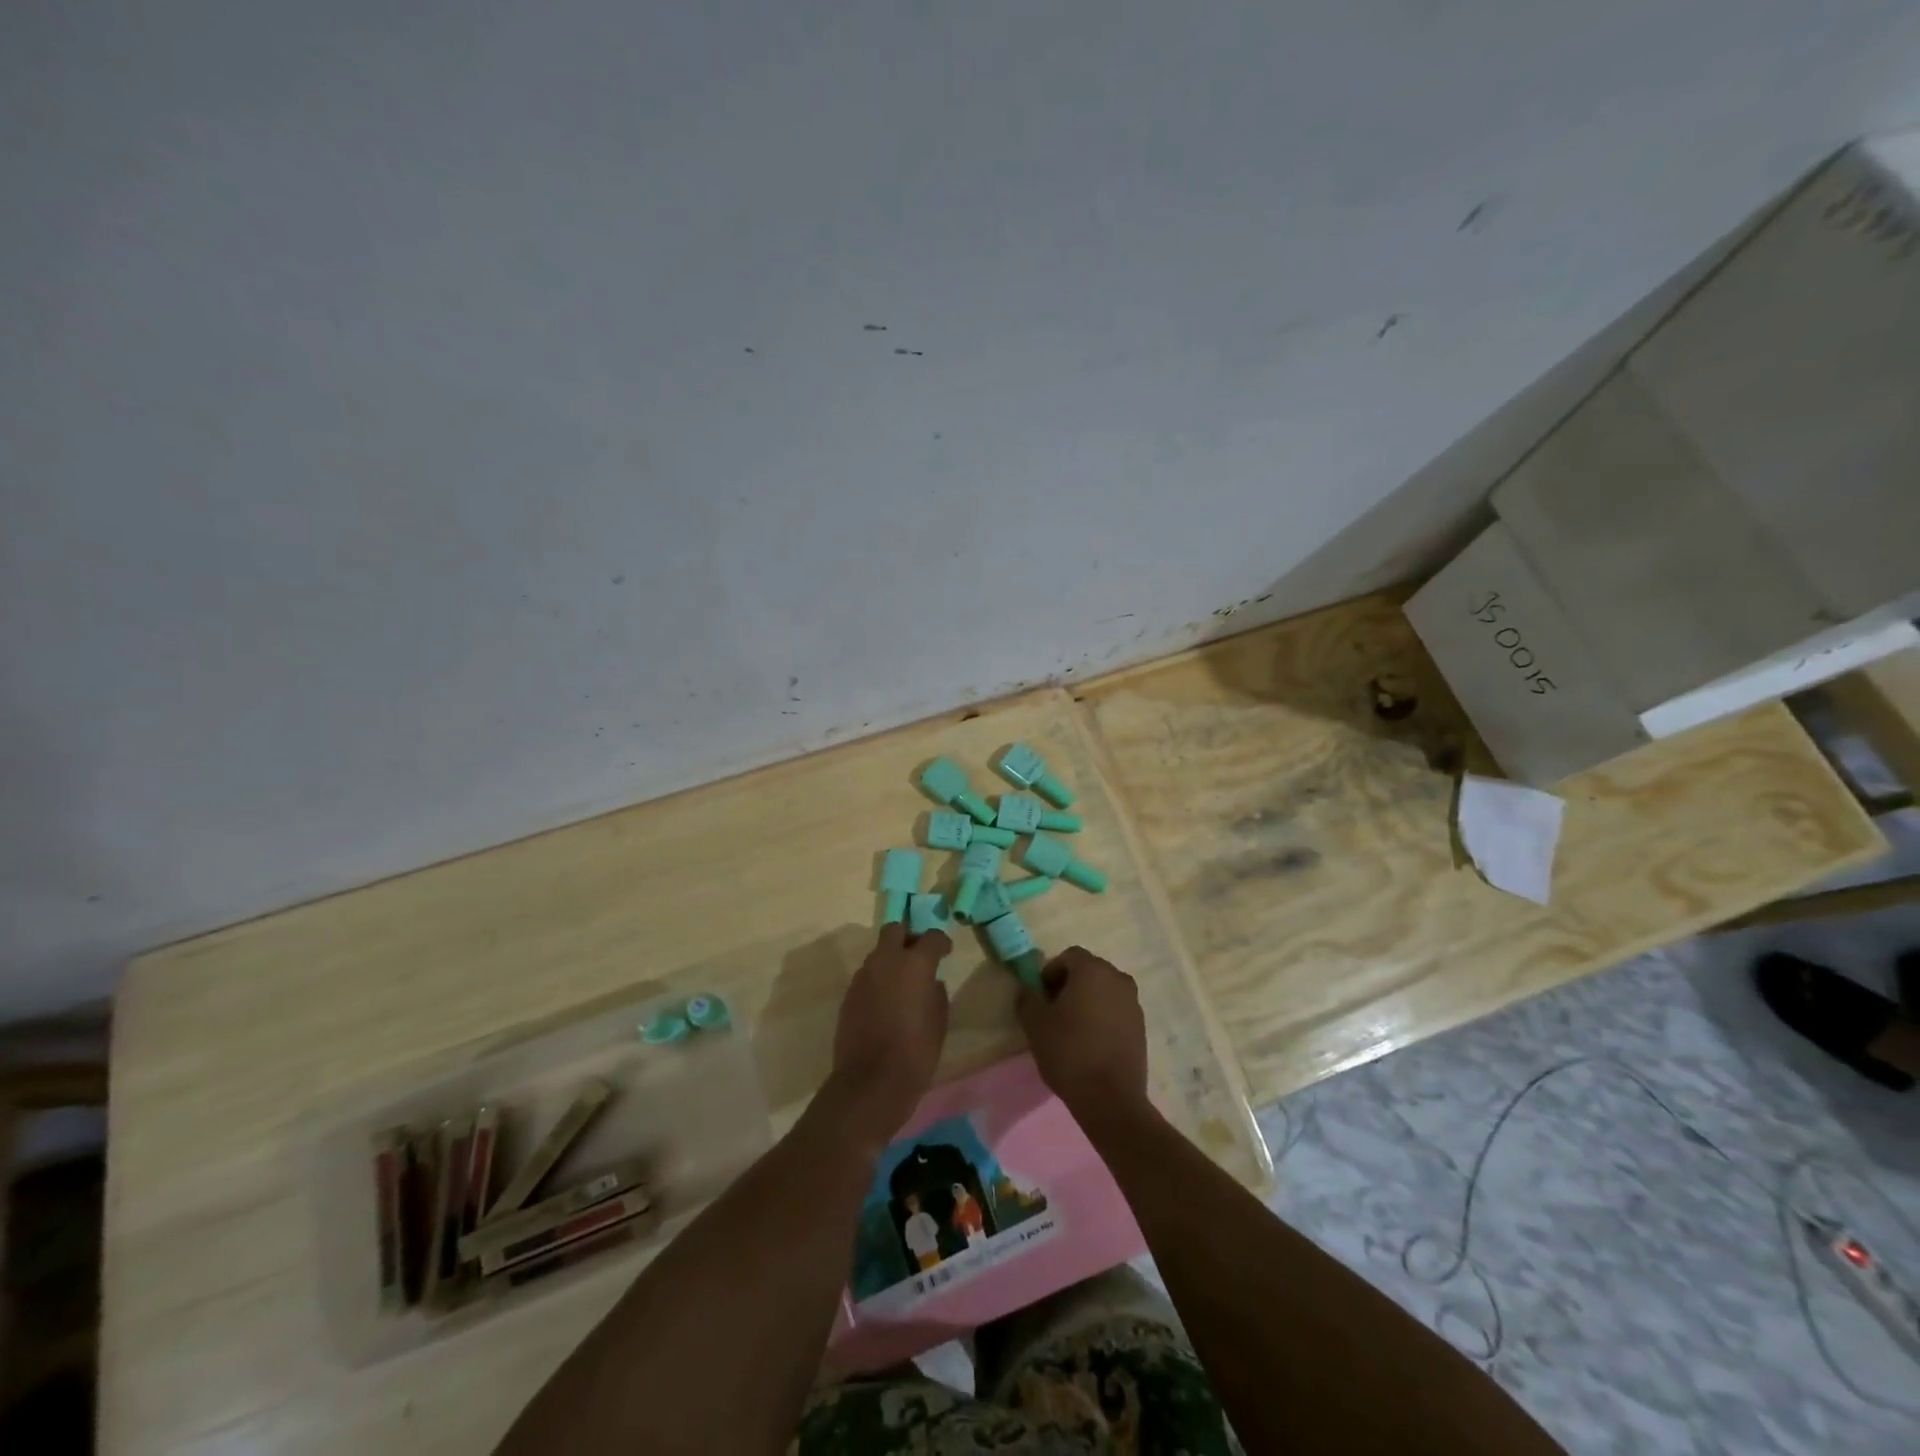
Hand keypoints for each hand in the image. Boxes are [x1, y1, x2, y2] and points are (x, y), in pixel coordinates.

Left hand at [827, 923, 951, 1145]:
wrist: (870, 1082)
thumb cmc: (915, 1053)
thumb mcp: (939, 1023)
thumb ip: (936, 994)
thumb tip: (931, 983)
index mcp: (915, 964)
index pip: (931, 937)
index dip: (941, 942)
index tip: (945, 952)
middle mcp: (886, 961)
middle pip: (895, 930)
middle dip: (908, 937)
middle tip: (918, 956)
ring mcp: (863, 975)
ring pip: (878, 952)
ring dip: (891, 959)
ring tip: (902, 983)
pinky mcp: (849, 993)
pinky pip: (867, 975)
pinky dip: (878, 979)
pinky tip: (885, 1001)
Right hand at [1016, 946, 1149, 1124]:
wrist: (1110, 1098)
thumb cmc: (1069, 1052)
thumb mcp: (1035, 1023)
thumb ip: (1027, 998)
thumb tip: (1028, 989)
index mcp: (1093, 970)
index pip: (1069, 956)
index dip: (1051, 972)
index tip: (1041, 997)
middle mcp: (1118, 979)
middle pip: (1089, 972)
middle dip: (1069, 985)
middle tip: (1052, 1012)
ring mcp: (1134, 1004)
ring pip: (1104, 992)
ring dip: (1087, 1002)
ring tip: (1071, 1030)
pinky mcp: (1141, 1028)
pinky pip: (1116, 1011)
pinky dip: (1102, 1018)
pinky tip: (1090, 1043)